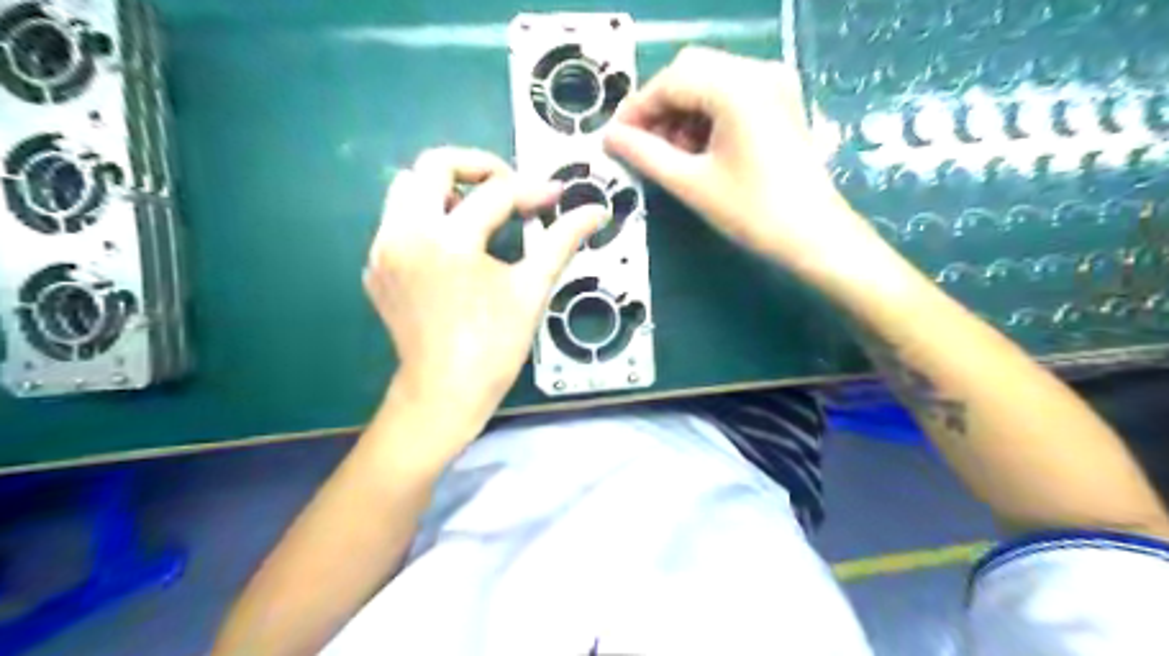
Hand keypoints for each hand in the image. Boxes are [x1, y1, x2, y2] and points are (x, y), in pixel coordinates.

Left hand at [363, 145, 601, 419]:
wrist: (444, 392)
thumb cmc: (494, 345)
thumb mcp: (531, 288)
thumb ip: (561, 241)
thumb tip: (596, 211)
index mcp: (449, 240)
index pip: (496, 193)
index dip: (532, 190)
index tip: (556, 196)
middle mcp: (407, 233)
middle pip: (433, 165)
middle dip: (477, 167)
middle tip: (508, 190)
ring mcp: (384, 249)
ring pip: (407, 189)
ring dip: (446, 190)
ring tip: (478, 216)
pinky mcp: (376, 267)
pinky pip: (396, 222)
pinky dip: (426, 219)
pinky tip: (452, 249)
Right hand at [607, 46, 880, 280]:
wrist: (813, 235)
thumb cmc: (751, 212)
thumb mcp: (690, 183)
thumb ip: (645, 154)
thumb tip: (609, 137)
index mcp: (737, 86)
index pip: (670, 81)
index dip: (637, 108)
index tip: (615, 138)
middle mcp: (758, 70)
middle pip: (689, 71)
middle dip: (658, 107)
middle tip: (640, 145)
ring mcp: (773, 82)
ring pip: (708, 80)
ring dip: (680, 111)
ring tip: (667, 152)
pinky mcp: (779, 99)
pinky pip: (729, 93)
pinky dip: (704, 114)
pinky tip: (694, 147)